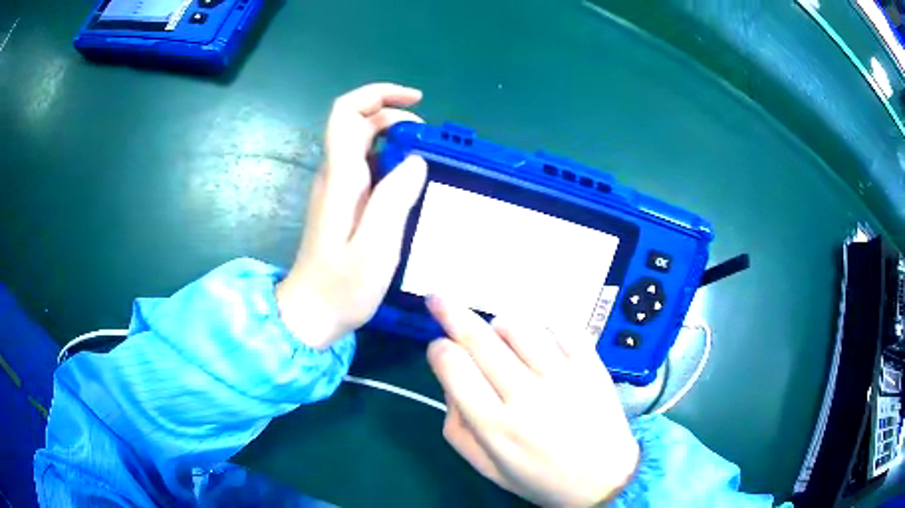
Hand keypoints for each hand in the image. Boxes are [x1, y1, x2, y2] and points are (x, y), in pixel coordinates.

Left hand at [276, 83, 427, 348]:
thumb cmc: (342, 287)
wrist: (309, 314)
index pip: (347, 113)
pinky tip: (409, 185)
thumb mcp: (376, 248)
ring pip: (362, 144)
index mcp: (341, 178)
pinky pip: (365, 167)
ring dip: (394, 139)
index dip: (378, 94)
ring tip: (426, 161)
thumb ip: (394, 199)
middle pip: (357, 123)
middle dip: (394, 117)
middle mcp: (334, 175)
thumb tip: (415, 160)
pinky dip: (390, 162)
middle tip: (429, 141)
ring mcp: (335, 188)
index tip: (415, 101)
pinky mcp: (340, 203)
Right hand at [427, 297, 639, 506]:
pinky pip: (561, 328)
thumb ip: (457, 426)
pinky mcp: (591, 366)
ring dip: (499, 325)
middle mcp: (527, 396)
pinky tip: (540, 342)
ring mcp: (563, 376)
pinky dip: (543, 327)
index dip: (438, 350)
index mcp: (496, 426)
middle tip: (437, 298)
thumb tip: (451, 380)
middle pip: (480, 339)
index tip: (438, 347)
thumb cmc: (540, 478)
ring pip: (518, 326)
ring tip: (498, 335)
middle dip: (451, 313)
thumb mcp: (486, 466)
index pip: (454, 368)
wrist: (605, 479)